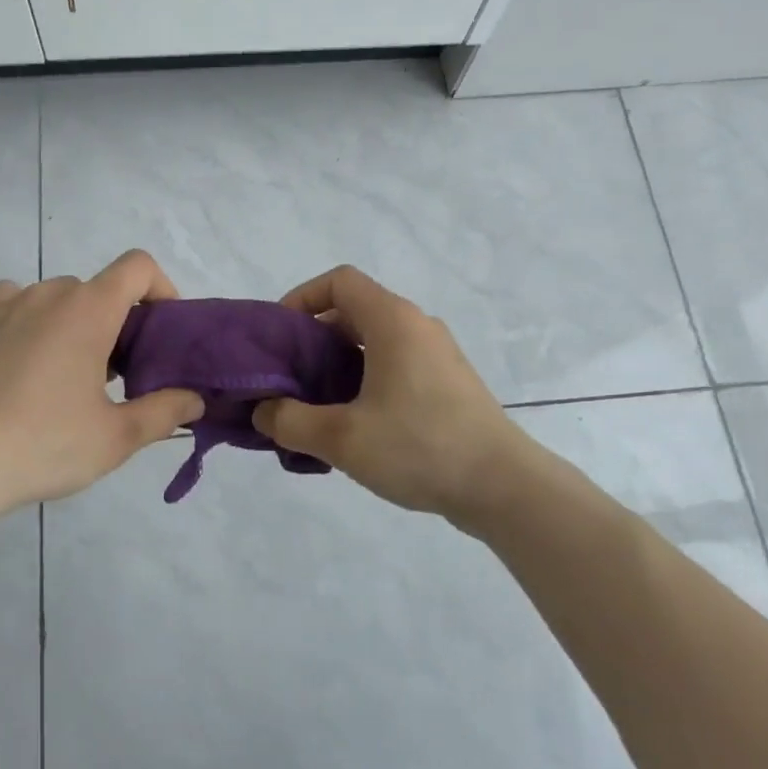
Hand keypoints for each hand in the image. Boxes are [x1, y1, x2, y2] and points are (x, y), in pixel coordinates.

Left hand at [0, 250, 204, 515]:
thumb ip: (164, 412)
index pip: (137, 267)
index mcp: (88, 310)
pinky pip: (11, 305)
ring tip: (63, 374)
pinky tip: (21, 364)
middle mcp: (46, 294)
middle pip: (96, 290)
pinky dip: (28, 322)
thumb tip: (195, 400)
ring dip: (70, 323)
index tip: (161, 330)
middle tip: (115, 373)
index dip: (160, 288)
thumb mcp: (116, 438)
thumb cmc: (44, 445)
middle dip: (114, 321)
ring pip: (53, 299)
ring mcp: (2, 306)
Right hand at [252, 265, 528, 520]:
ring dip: (339, 364)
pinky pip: (396, 365)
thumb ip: (291, 421)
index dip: (302, 298)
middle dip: (314, 339)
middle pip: (354, 311)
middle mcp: (417, 326)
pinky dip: (366, 380)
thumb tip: (264, 412)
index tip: (281, 337)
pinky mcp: (448, 383)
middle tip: (289, 377)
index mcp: (393, 321)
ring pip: (375, 342)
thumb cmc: (420, 447)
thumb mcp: (342, 439)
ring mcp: (437, 354)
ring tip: (316, 406)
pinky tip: (355, 425)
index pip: (339, 281)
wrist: (503, 486)